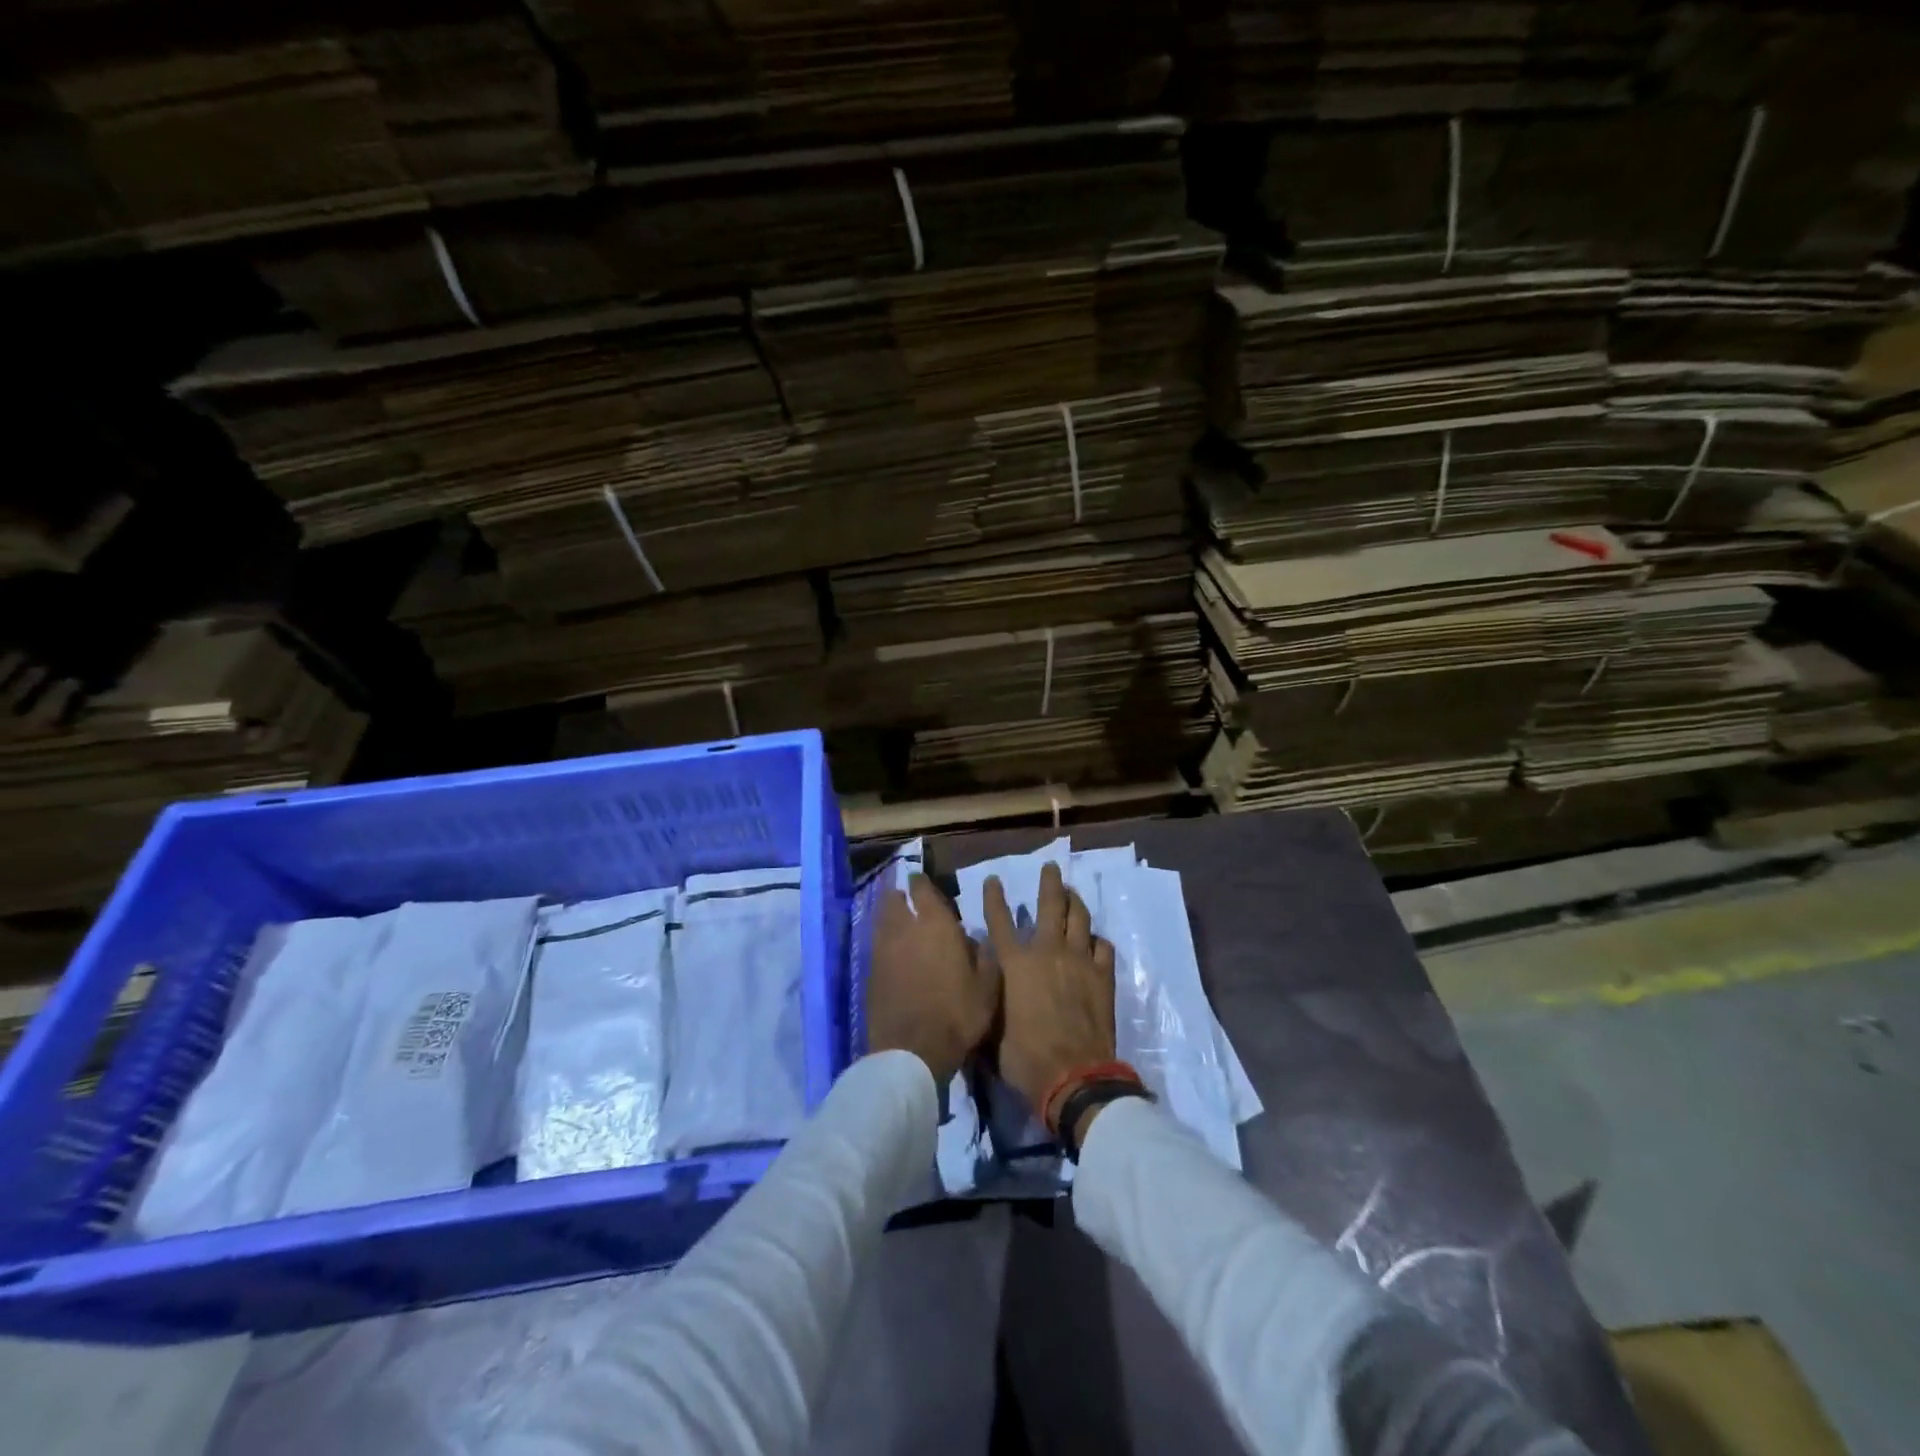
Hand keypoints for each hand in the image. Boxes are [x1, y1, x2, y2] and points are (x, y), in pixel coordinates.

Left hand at [868, 874, 999, 1085]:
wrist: (912, 1051)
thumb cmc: (957, 1014)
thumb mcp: (987, 987)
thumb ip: (983, 955)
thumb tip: (974, 939)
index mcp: (936, 924)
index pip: (922, 889)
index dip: (921, 883)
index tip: (921, 880)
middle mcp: (905, 929)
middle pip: (893, 900)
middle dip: (899, 896)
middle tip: (908, 899)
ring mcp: (882, 950)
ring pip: (882, 920)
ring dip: (889, 916)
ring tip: (899, 922)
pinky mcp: (870, 972)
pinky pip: (876, 945)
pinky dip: (883, 941)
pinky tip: (893, 952)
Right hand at [983, 862, 1115, 1116]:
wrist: (1073, 1076)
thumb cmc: (1024, 1057)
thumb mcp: (991, 1029)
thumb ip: (988, 1001)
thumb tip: (979, 989)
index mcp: (1014, 963)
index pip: (999, 921)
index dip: (994, 898)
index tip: (994, 880)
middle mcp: (1047, 952)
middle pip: (1050, 905)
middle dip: (1049, 882)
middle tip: (1051, 867)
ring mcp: (1079, 961)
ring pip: (1080, 918)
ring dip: (1075, 902)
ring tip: (1072, 893)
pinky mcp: (1103, 976)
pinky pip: (1102, 947)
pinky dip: (1096, 941)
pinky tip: (1094, 942)